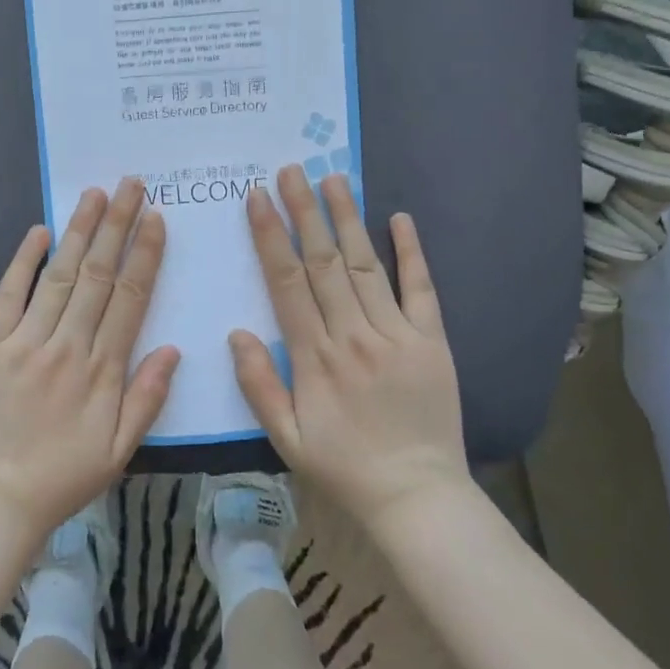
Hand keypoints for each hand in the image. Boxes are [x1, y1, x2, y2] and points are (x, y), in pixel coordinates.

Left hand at [0, 178, 178, 552]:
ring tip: (94, 194)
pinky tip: (39, 231)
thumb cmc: (60, 480)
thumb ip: (147, 398)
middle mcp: (66, 346)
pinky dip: (23, 261)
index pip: (130, 298)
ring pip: (59, 276)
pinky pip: (8, 295)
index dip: (145, 255)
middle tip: (131, 185)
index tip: (156, 218)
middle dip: (117, 225)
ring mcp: (24, 343)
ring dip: (78, 231)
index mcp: (102, 371)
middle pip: (98, 275)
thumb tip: (173, 348)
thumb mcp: (118, 452)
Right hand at [231, 166, 470, 530]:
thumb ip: (259, 385)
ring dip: (347, 219)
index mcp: (315, 357)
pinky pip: (421, 289)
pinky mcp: (432, 341)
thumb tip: (237, 332)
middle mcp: (353, 335)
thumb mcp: (286, 439)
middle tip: (291, 170)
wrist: (417, 498)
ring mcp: (396, 334)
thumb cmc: (344, 468)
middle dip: (304, 211)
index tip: (258, 197)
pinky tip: (399, 218)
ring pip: (365, 265)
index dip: (270, 235)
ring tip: (334, 178)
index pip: (286, 281)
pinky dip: (412, 252)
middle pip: (323, 261)